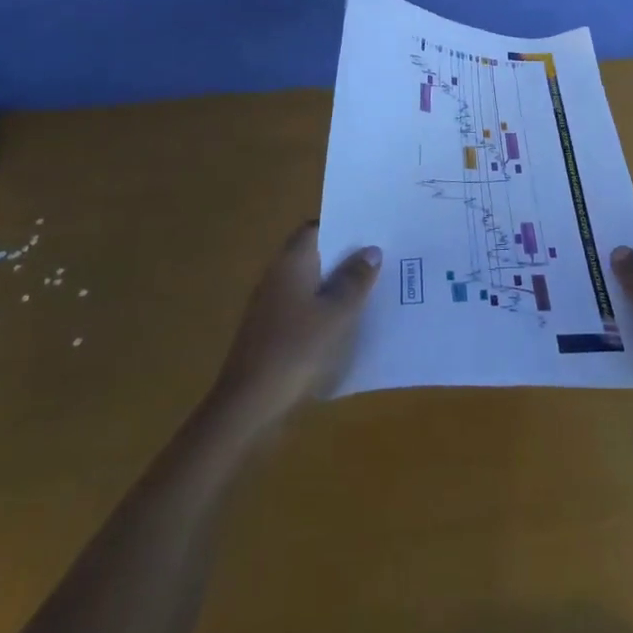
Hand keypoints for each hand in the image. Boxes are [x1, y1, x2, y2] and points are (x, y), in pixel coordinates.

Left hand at [212, 222, 380, 427]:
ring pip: (311, 285)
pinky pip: (305, 310)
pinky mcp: (272, 333)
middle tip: (383, 259)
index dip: (343, 227)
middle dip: (346, 257)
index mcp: (291, 263)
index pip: (315, 229)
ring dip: (338, 286)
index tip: (372, 231)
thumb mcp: (337, 313)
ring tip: (375, 289)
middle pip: (315, 256)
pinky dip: (326, 311)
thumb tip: (371, 250)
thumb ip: (355, 279)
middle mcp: (278, 277)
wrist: (249, 405)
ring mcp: (272, 306)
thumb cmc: (296, 348)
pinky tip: (350, 324)